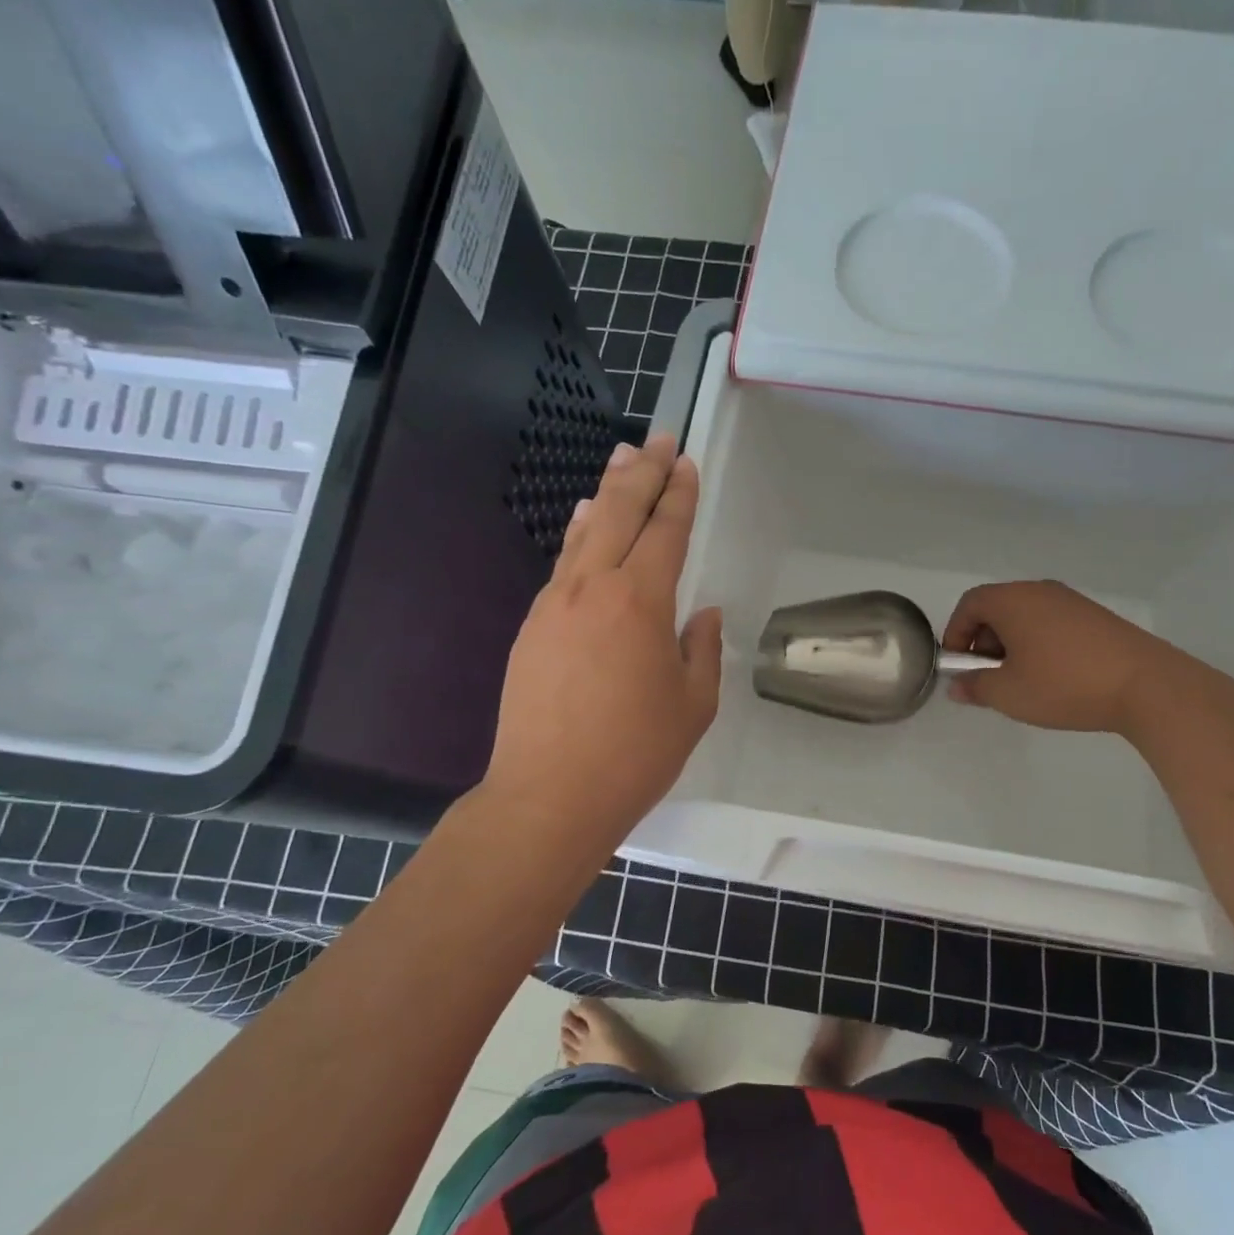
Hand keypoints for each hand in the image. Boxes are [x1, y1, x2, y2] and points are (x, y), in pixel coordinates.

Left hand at [478, 434, 721, 863]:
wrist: (549, 796)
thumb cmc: (635, 754)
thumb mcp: (693, 705)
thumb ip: (701, 649)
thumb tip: (700, 614)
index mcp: (641, 602)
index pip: (666, 531)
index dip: (680, 494)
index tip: (688, 463)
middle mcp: (593, 588)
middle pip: (618, 512)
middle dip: (643, 472)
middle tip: (658, 438)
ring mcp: (555, 604)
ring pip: (583, 531)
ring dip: (605, 492)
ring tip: (621, 460)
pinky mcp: (532, 626)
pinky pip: (563, 564)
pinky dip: (579, 534)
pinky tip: (584, 523)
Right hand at [941, 580, 1174, 732]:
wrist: (1146, 685)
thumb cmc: (1063, 684)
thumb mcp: (1008, 694)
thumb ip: (975, 687)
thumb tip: (958, 686)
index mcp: (1013, 600)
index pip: (970, 604)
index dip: (955, 633)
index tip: (958, 666)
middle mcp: (1040, 591)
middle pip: (997, 607)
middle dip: (983, 641)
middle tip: (988, 677)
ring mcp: (1072, 601)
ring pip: (1026, 616)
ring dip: (1012, 644)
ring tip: (1021, 680)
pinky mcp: (1096, 617)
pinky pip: (1052, 623)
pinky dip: (1039, 643)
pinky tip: (1053, 677)